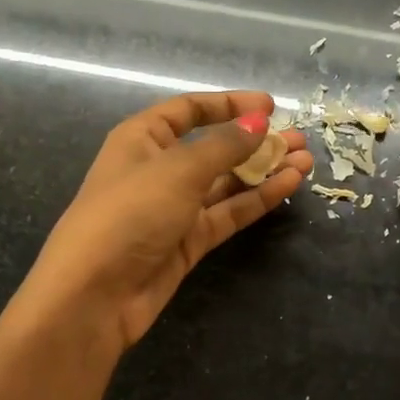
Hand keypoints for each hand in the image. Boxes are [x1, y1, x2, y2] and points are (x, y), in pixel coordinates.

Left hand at [16, 91, 310, 349]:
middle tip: (298, 139)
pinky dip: (256, 199)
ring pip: (226, 182)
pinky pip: (227, 212)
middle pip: (213, 147)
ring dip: (264, 170)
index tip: (270, 106)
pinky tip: (288, 186)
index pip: (188, 110)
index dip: (228, 105)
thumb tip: (259, 122)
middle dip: (256, 141)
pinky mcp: (188, 241)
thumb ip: (224, 145)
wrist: (95, 294)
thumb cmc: (130, 214)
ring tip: (304, 161)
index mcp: (142, 139)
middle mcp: (158, 169)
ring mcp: (174, 207)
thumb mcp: (178, 170)